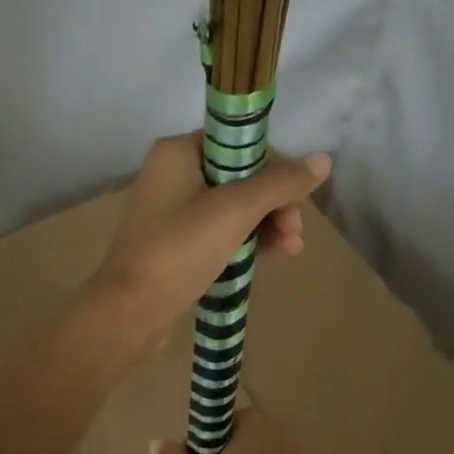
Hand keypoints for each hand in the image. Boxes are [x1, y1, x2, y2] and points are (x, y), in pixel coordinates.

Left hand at [92, 133, 330, 343]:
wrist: (131, 309)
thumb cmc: (180, 249)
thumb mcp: (235, 211)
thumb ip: (280, 183)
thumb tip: (322, 160)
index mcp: (178, 152)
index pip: (239, 143)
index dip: (275, 168)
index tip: (296, 198)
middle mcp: (173, 174)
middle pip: (240, 176)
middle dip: (274, 202)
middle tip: (294, 231)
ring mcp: (173, 211)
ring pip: (233, 207)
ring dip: (267, 224)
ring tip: (291, 248)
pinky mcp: (176, 243)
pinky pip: (220, 232)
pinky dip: (247, 240)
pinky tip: (274, 256)